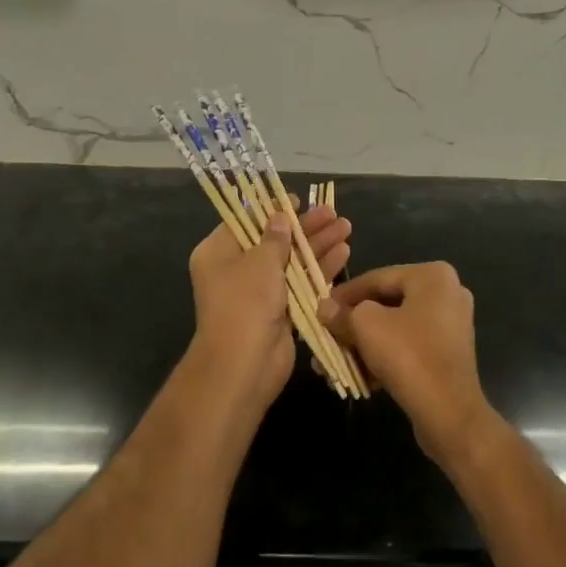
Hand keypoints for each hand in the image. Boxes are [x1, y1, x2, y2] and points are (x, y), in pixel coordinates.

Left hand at [188, 203, 351, 413]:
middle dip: (305, 227)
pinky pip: (301, 283)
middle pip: (275, 240)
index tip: (298, 200)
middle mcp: (237, 269)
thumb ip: (275, 237)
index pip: (246, 221)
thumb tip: (281, 217)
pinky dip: (320, 269)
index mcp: (219, 252)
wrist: (244, 365)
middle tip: (332, 213)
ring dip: (318, 245)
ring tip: (346, 226)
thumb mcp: (261, 261)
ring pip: (292, 261)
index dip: (273, 209)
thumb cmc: (245, 302)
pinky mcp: (280, 311)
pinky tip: (344, 253)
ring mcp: (259, 292)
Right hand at [317, 262, 495, 467]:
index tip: (321, 308)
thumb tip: (325, 309)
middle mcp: (447, 293)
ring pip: (397, 327)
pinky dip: (386, 357)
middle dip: (354, 323)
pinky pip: (410, 346)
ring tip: (339, 360)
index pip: (377, 278)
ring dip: (367, 343)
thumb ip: (343, 313)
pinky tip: (362, 376)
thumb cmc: (408, 355)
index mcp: (432, 275)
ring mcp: (452, 325)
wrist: (450, 414)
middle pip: (387, 303)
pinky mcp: (450, 355)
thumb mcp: (366, 326)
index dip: (345, 293)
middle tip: (329, 335)